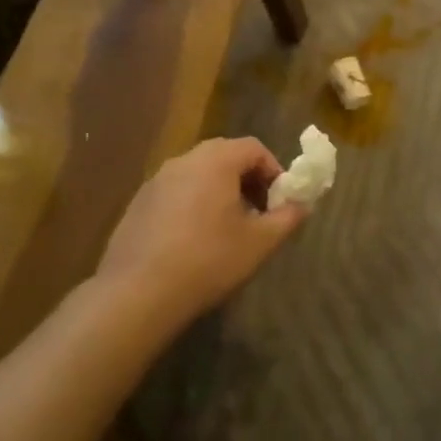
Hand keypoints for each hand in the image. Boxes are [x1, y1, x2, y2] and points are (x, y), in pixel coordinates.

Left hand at [98, 138, 306, 323]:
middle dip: (247, 180)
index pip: (254, 148)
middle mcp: (184, 160)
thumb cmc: (209, 260)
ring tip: (227, 229)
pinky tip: (193, 241)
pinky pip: (176, 193)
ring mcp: (156, 181)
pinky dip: (193, 205)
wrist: (138, 292)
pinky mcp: (138, 203)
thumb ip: (287, 218)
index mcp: (216, 160)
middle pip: (225, 156)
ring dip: (219, 192)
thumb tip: (301, 205)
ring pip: (198, 175)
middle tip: (258, 213)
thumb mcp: (260, 242)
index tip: (280, 201)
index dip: (274, 171)